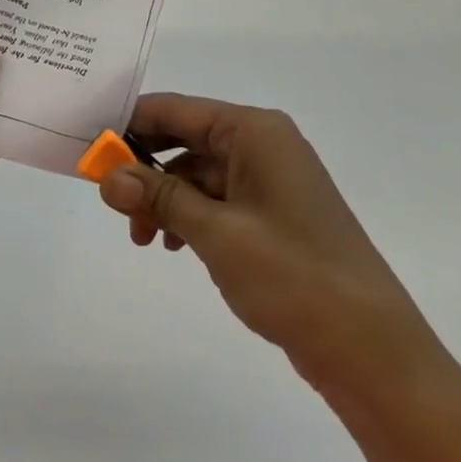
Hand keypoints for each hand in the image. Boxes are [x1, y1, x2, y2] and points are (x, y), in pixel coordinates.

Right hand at [100, 93, 435, 397]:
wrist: (372, 352)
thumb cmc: (294, 276)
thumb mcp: (216, 232)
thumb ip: (158, 197)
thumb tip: (105, 175)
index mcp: (254, 131)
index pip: (175, 109)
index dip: (128, 125)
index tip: (88, 150)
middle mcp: (263, 145)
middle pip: (184, 139)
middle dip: (144, 167)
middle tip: (110, 201)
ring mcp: (269, 181)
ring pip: (195, 173)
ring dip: (163, 198)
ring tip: (142, 238)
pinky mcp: (271, 215)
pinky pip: (215, 200)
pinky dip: (187, 216)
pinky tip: (171, 244)